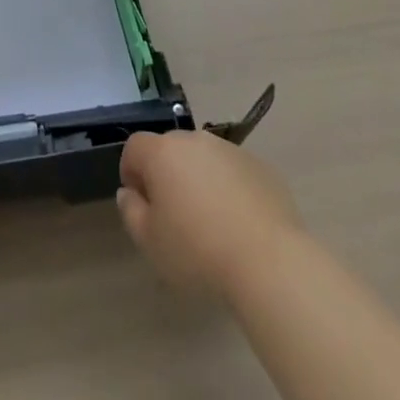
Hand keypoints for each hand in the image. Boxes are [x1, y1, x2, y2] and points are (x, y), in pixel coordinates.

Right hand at [118, 129, 302, 300]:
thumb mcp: (150, 242)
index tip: (141, 204)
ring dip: (198, 180)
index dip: (131, 172)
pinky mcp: (260, 166)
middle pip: (170, 150)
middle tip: (173, 216)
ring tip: (209, 222)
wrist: (269, 260)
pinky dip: (229, 188)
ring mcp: (231, 150)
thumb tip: (130, 193)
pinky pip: (233, 172)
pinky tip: (238, 224)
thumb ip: (131, 212)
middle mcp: (195, 140)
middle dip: (166, 175)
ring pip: (203, 159)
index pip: (135, 147)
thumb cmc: (198, 251)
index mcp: (163, 152)